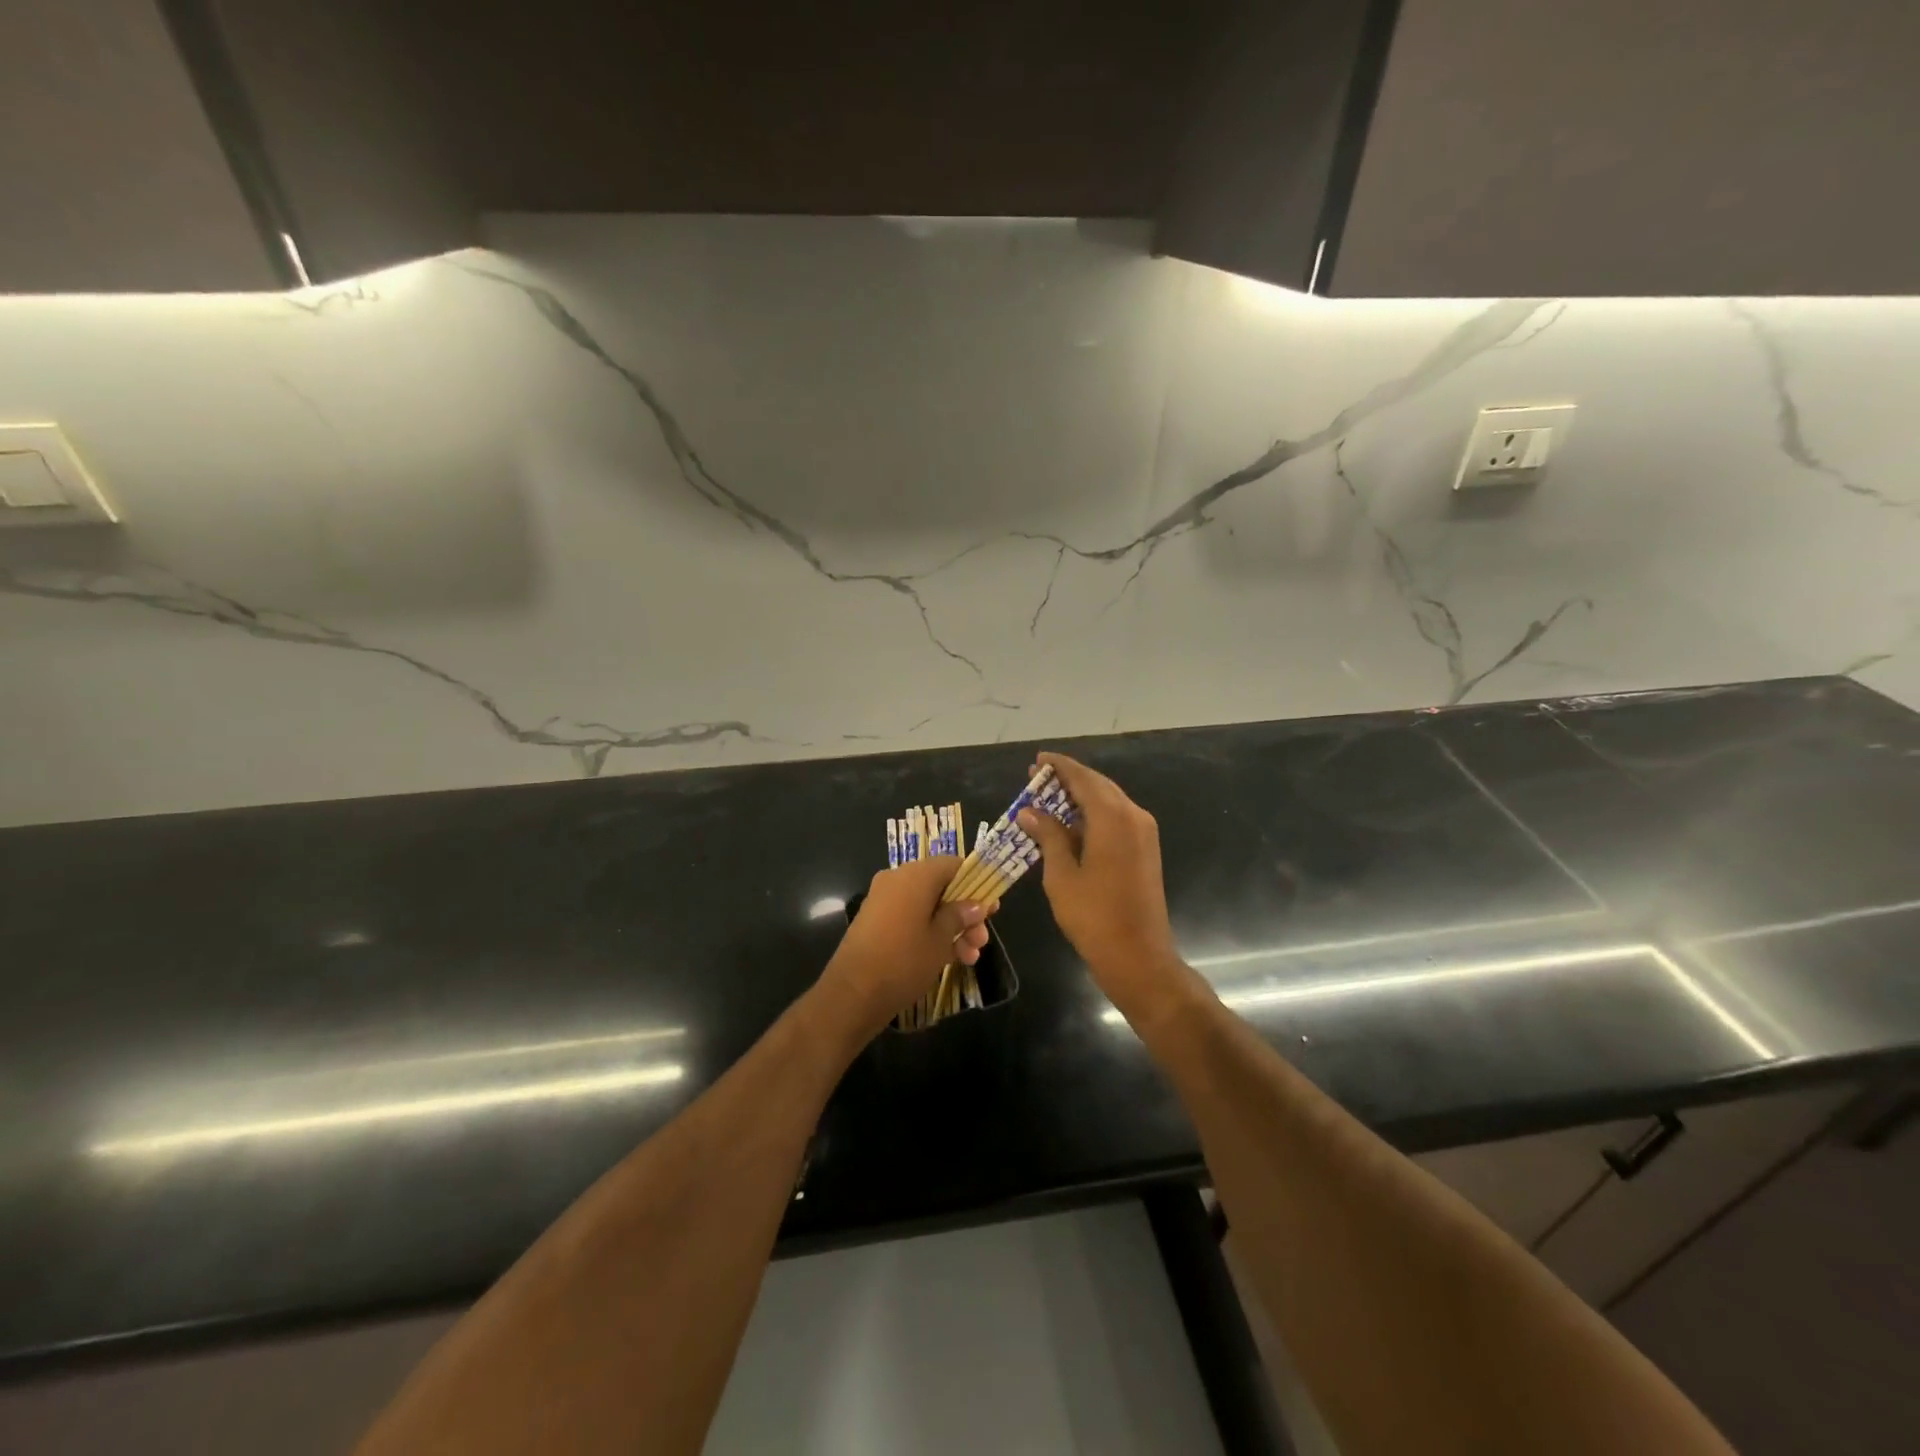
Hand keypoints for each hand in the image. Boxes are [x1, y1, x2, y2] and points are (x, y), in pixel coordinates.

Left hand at [820, 856, 989, 1036]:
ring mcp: (884, 900)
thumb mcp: (940, 939)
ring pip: (928, 906)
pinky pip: (911, 917)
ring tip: (970, 958)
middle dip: (965, 913)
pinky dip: (930, 932)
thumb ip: (960, 916)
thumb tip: (976, 904)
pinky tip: (950, 959)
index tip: (991, 907)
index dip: (975, 883)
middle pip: (941, 887)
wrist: (852, 994)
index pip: (953, 864)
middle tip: (982, 940)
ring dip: (951, 927)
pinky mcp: (876, 921)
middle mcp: (898, 880)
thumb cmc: (903, 961)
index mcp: (915, 875)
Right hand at [1016, 753, 1189, 1022]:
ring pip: (1109, 801)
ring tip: (1048, 799)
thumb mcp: (1062, 875)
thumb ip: (1048, 836)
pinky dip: (1093, 814)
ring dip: (1080, 797)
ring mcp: (1143, 833)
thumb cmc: (1094, 917)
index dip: (1059, 767)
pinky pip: (1117, 819)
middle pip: (1098, 786)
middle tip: (1037, 779)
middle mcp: (1133, 817)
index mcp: (1113, 818)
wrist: (1138, 956)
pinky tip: (1070, 824)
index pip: (1083, 779)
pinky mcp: (1145, 849)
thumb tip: (1030, 812)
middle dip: (1068, 780)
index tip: (1038, 760)